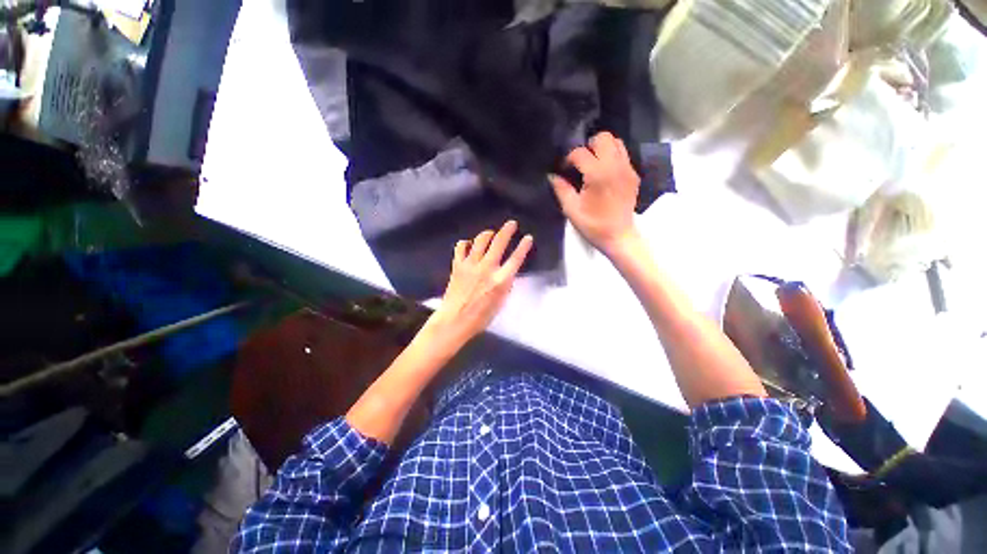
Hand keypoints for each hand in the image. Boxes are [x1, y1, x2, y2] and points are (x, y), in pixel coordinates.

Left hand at [425, 220, 532, 347]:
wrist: (455, 320)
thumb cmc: (480, 317)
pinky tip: (469, 244)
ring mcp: (470, 265)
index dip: (523, 246)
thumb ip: (505, 284)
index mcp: (500, 280)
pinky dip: (466, 243)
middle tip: (511, 224)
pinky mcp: (458, 265)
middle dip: (507, 230)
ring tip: (491, 233)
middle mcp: (486, 268)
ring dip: (488, 233)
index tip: (528, 237)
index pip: (516, 258)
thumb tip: (507, 271)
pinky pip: (461, 247)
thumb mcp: (500, 302)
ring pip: (480, 240)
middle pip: (499, 242)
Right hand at [549, 131, 640, 256]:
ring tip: (593, 165)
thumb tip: (552, 176)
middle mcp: (615, 166)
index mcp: (597, 174)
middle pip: (603, 137)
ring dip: (602, 149)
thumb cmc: (593, 225)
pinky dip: (612, 157)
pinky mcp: (633, 175)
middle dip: (589, 146)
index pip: (580, 153)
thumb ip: (561, 189)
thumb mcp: (571, 209)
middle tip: (581, 162)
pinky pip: (623, 155)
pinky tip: (604, 174)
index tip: (564, 169)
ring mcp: (627, 169)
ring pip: (616, 142)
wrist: (619, 237)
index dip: (569, 159)